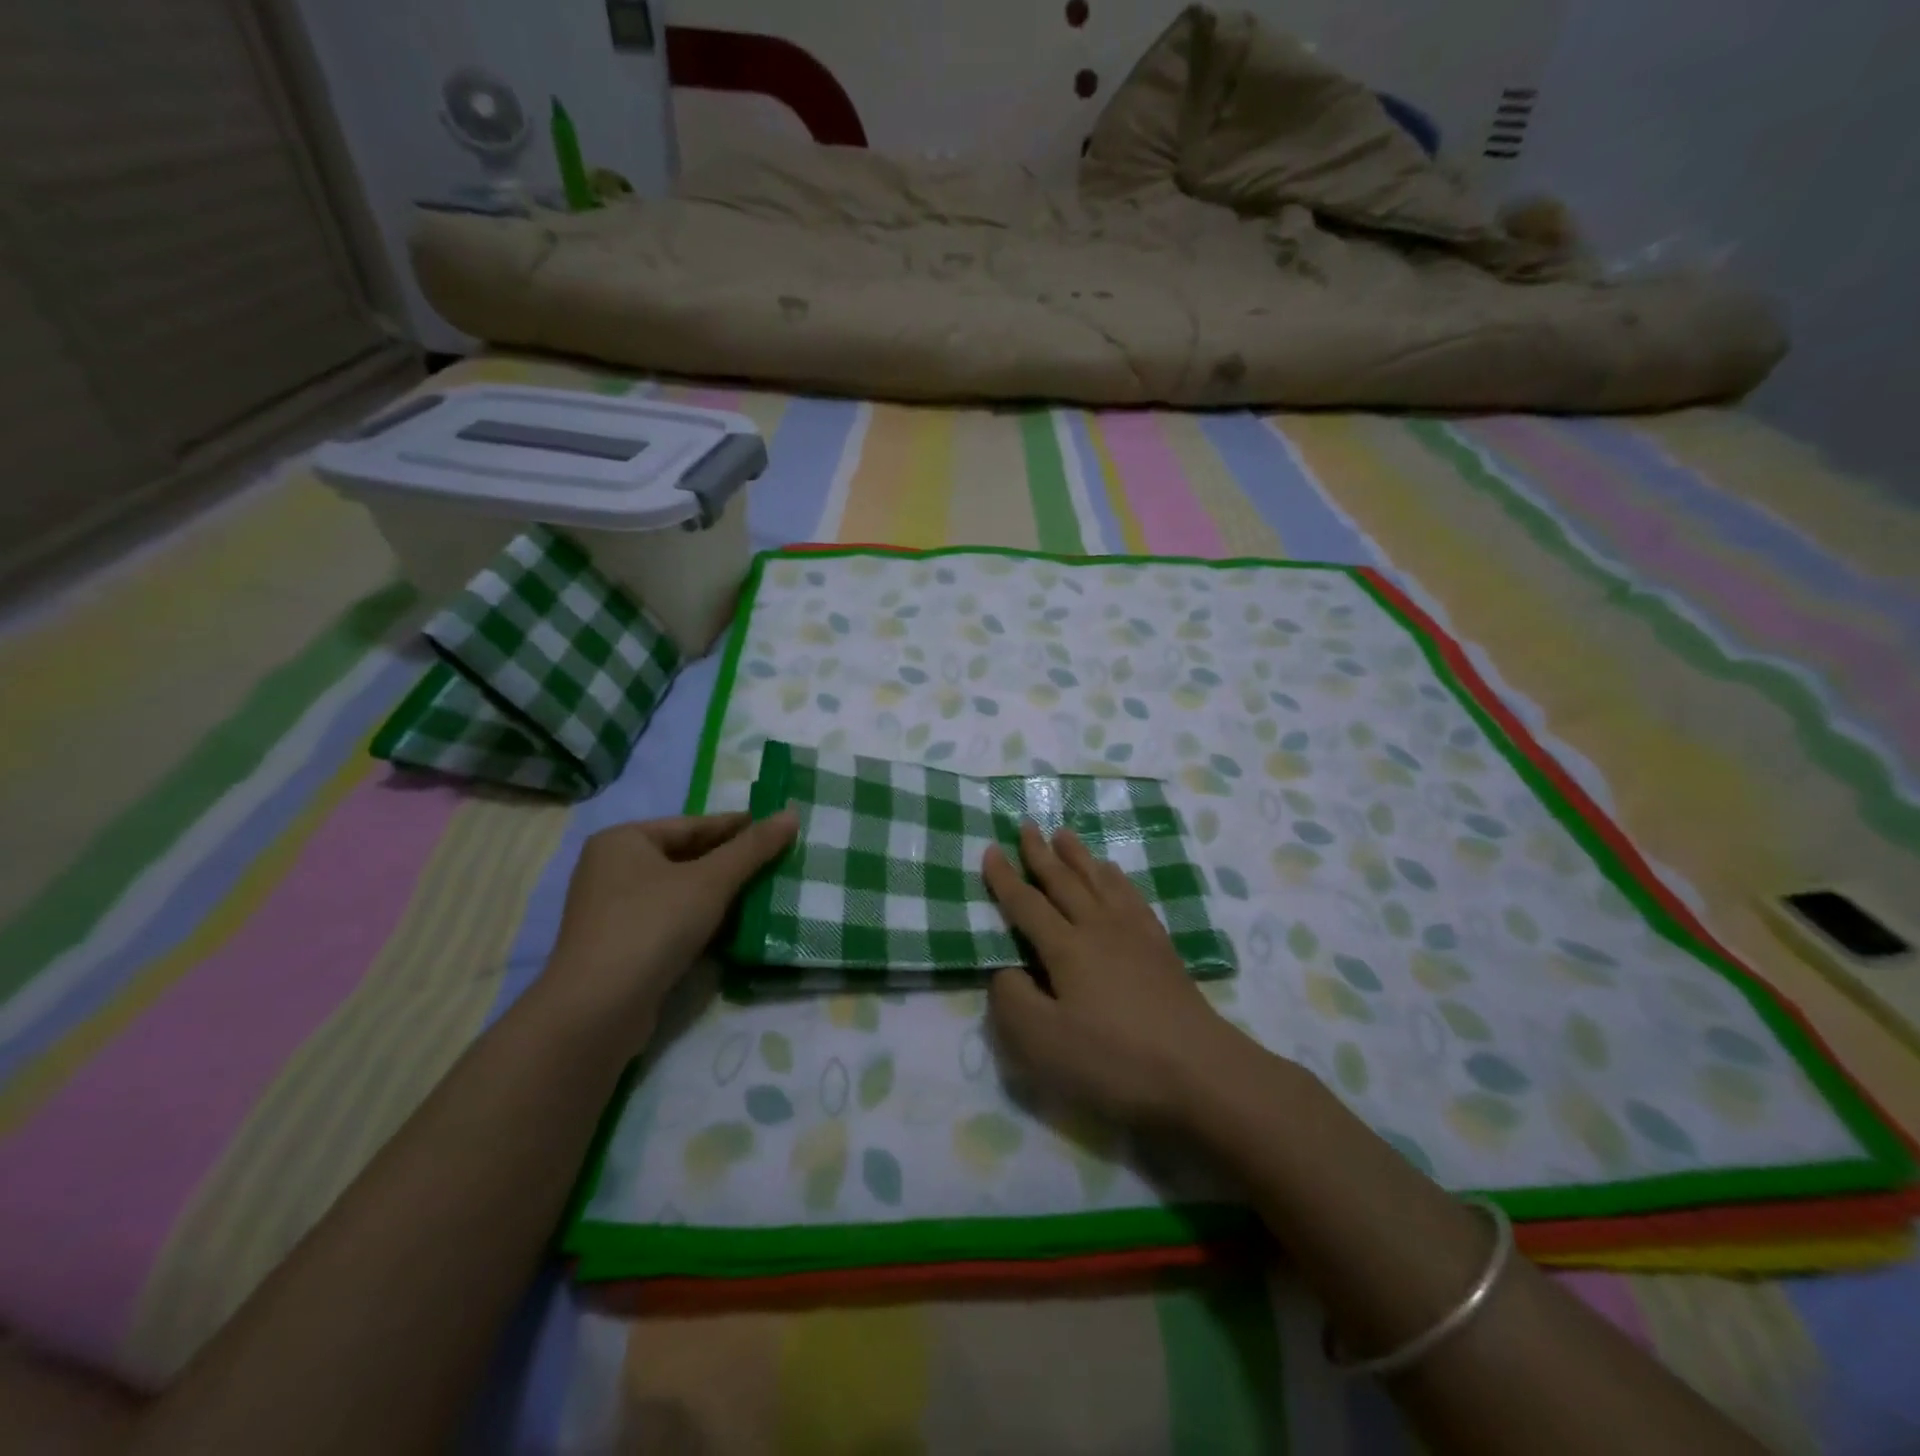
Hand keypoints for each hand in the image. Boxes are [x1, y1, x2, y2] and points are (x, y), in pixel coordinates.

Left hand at [544, 811, 796, 1038]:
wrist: (597, 1011)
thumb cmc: (652, 926)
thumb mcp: (711, 881)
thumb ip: (753, 847)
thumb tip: (791, 813)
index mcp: (624, 840)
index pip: (693, 825)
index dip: (739, 827)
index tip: (778, 829)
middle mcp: (612, 868)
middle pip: (686, 857)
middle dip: (731, 863)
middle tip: (778, 862)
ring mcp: (612, 910)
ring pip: (680, 891)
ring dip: (720, 894)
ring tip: (766, 893)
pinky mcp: (620, 947)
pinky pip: (671, 920)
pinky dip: (702, 920)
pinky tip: (735, 927)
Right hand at [981, 823, 1255, 1128]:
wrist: (1200, 1072)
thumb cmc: (1114, 1061)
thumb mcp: (1043, 1042)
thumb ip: (1012, 1001)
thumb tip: (1007, 971)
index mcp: (1066, 948)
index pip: (1027, 905)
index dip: (1005, 879)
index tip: (990, 850)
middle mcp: (1099, 928)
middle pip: (1064, 882)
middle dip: (1041, 853)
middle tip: (1026, 825)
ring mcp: (1135, 935)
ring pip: (1100, 881)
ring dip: (1078, 856)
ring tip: (1065, 835)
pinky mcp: (1161, 948)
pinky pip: (1132, 897)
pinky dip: (1117, 879)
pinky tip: (1115, 875)